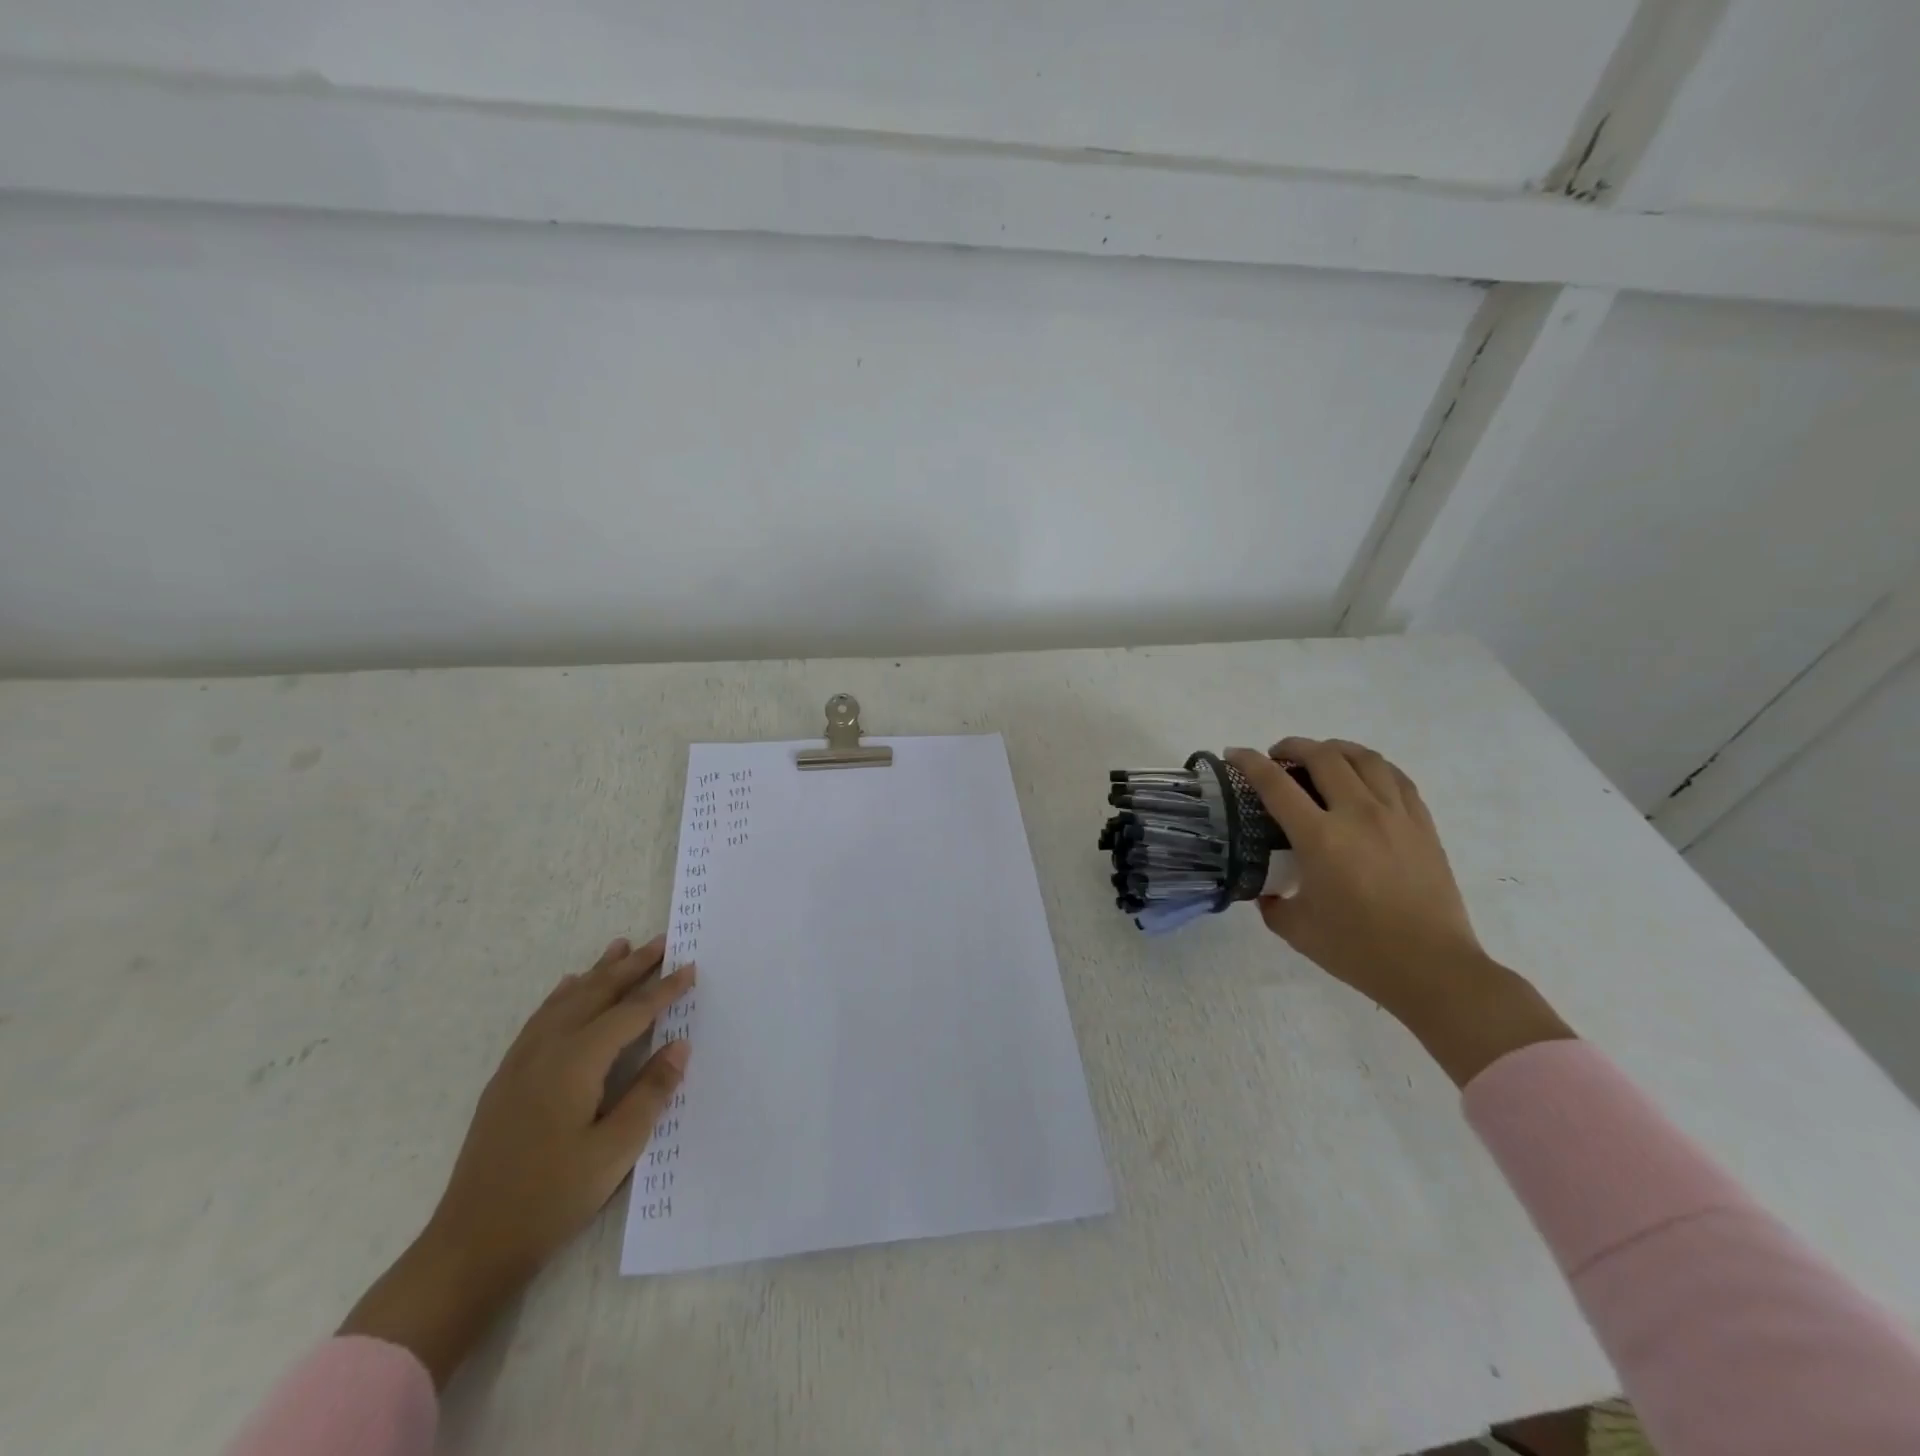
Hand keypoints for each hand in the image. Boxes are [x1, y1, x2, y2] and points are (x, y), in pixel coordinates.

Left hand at [340, 935, 693, 1384]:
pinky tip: (568, 989)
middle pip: (596, 994)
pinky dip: (563, 995)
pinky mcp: (507, 1078)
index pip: (630, 1013)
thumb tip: (679, 1045)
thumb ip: (650, 1092)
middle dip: (631, 966)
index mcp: (577, 1062)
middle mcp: (548, 1050)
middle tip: (661, 942)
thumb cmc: (552, 1198)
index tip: (690, 968)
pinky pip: (541, 1018)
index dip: (663, 990)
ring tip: (619, 947)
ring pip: (566, 1000)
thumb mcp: (615, 1151)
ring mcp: (521, 1062)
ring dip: (597, 972)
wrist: (471, 1244)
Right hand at [1225, 740, 1571, 1085]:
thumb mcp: (1296, 928)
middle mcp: (1358, 815)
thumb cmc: (1358, 950)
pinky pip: (1396, 777)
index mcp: (1320, 838)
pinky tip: (1363, 776)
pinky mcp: (1423, 825)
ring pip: (1364, 758)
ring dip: (1335, 749)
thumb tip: (1266, 891)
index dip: (1249, 762)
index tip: (1234, 754)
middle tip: (1277, 756)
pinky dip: (1372, 766)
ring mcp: (1396, 816)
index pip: (1275, 784)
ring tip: (1320, 757)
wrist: (1433, 969)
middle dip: (1293, 747)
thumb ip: (1272, 903)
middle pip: (1323, 757)